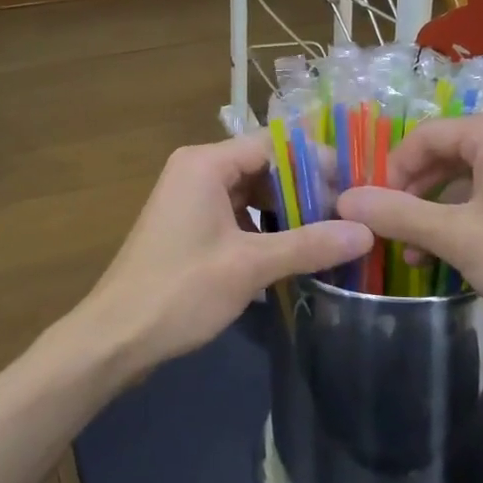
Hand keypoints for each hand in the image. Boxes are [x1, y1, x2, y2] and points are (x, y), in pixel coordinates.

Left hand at [76, 136, 372, 376]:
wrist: (114, 338)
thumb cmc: (180, 291)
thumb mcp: (249, 266)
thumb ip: (309, 244)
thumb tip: (367, 232)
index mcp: (205, 163)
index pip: (273, 144)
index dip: (316, 161)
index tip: (355, 185)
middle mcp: (197, 170)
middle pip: (264, 166)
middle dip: (305, 188)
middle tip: (349, 213)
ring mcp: (191, 199)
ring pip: (252, 193)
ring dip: (288, 210)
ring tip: (332, 231)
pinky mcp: (191, 226)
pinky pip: (238, 214)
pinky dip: (266, 227)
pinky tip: (296, 248)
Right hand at [335, 112, 482, 347]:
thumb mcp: (455, 237)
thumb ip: (397, 214)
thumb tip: (343, 199)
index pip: (425, 136)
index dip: (392, 171)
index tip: (375, 211)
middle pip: (449, 152)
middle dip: (416, 193)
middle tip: (395, 233)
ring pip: (472, 174)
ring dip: (440, 209)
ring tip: (420, 253)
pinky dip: (471, 213)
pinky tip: (457, 250)